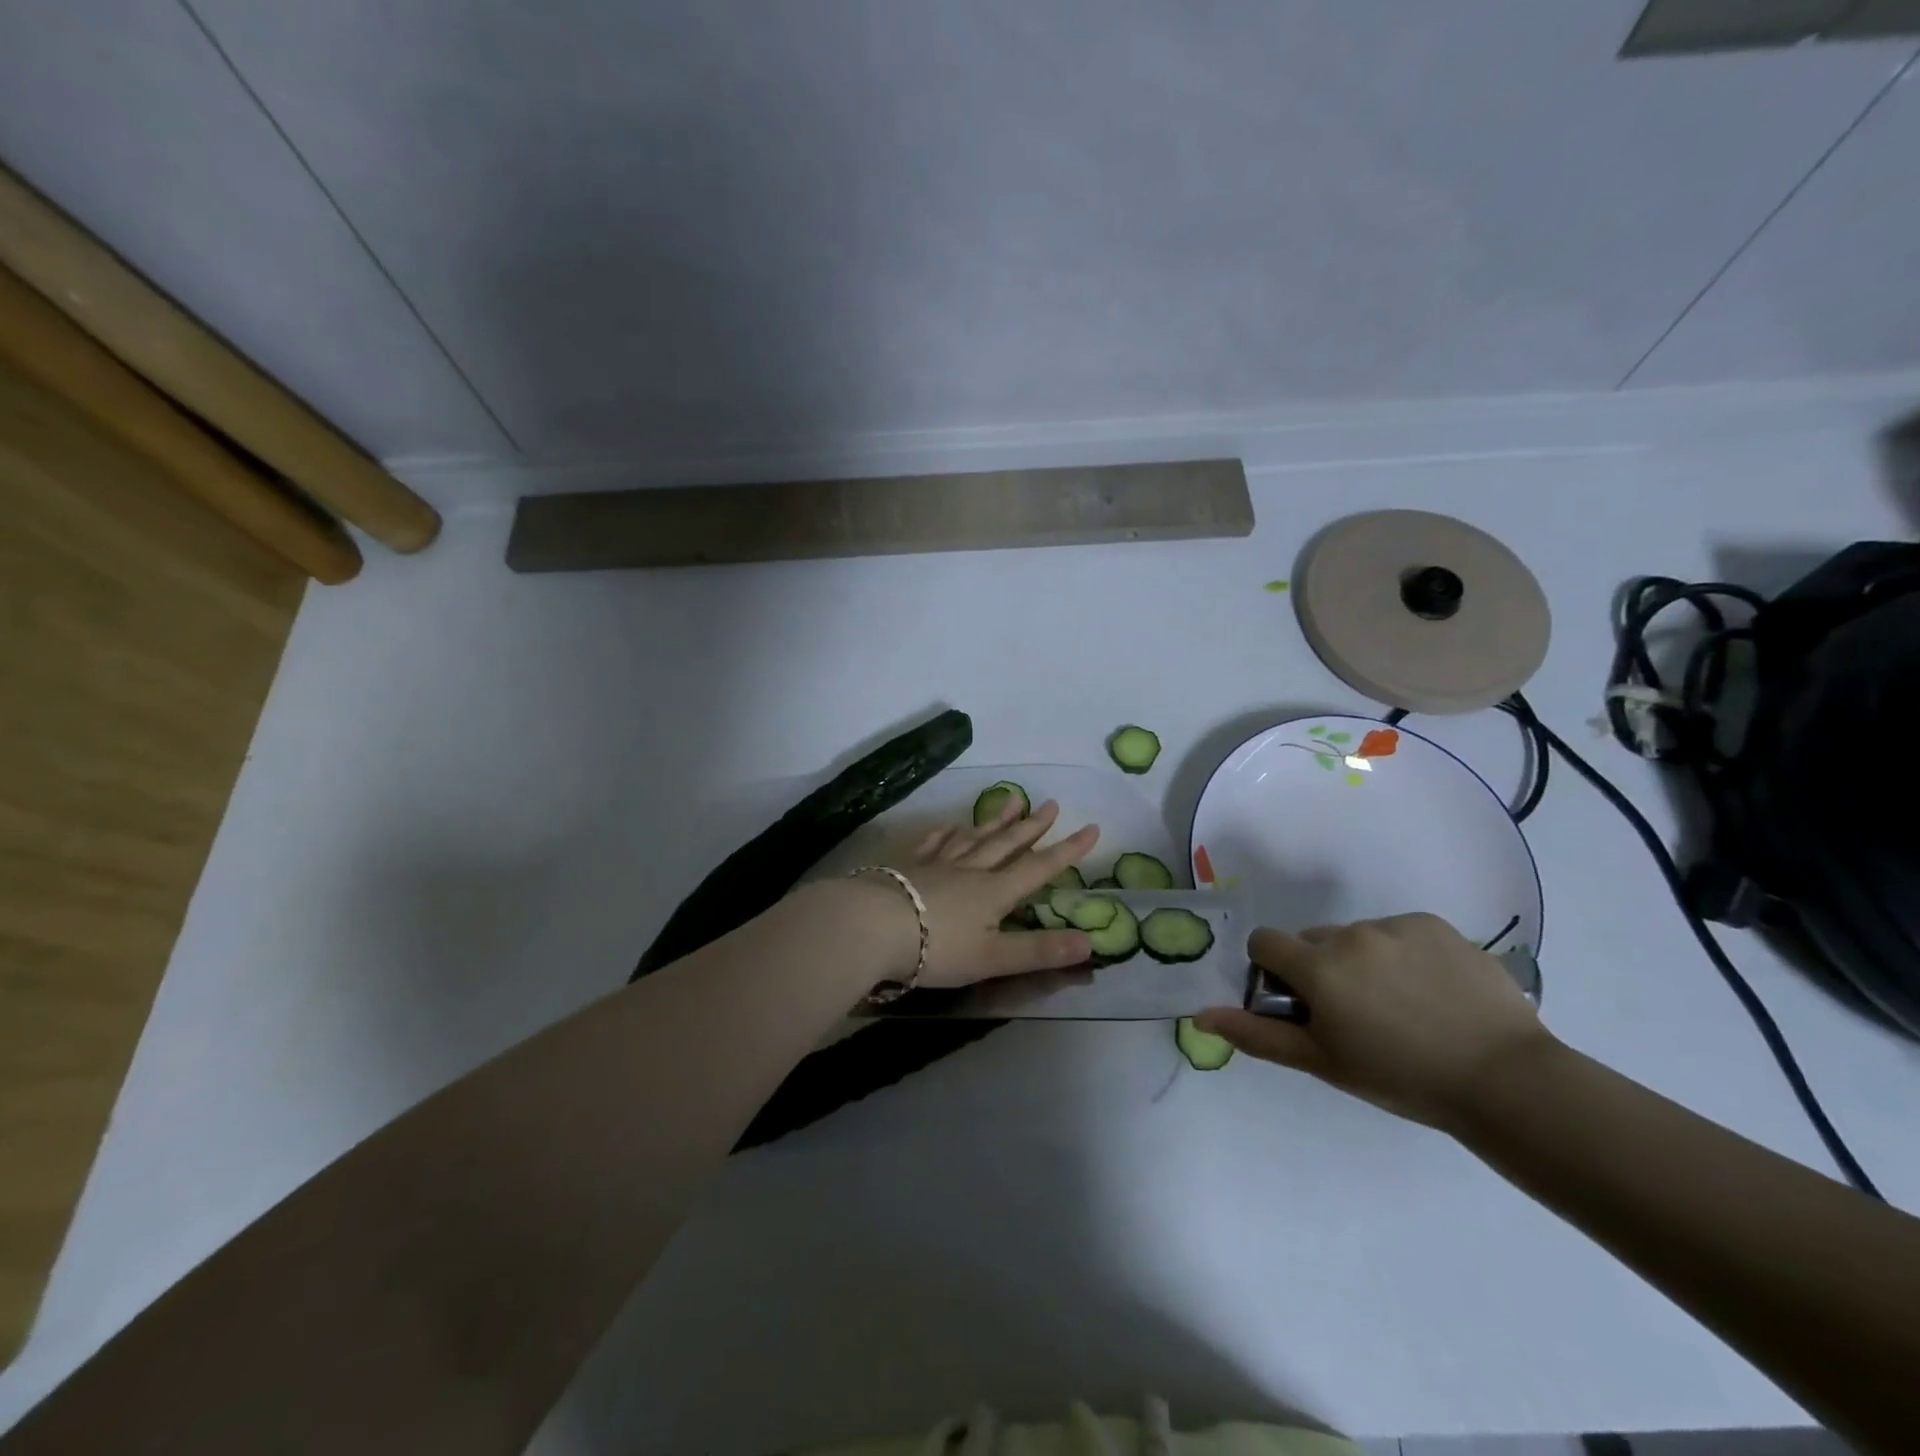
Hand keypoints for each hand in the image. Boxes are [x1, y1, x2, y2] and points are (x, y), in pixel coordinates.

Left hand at [850, 797, 1099, 988]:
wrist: (873, 926)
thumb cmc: (936, 947)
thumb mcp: (993, 959)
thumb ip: (1039, 951)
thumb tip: (1091, 943)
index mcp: (994, 892)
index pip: (1039, 867)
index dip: (1067, 850)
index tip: (1091, 828)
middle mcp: (970, 870)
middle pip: (1006, 844)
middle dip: (1032, 826)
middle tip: (1051, 804)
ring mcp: (937, 864)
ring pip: (973, 837)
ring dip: (995, 821)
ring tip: (1012, 801)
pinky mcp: (907, 866)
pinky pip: (933, 843)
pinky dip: (945, 833)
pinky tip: (950, 825)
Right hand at [1194, 913, 1553, 1128]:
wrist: (1506, 1080)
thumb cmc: (1402, 1078)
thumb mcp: (1323, 1062)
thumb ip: (1258, 1034)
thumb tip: (1202, 1015)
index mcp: (1318, 967)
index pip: (1265, 942)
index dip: (1273, 969)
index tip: (1300, 1002)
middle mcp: (1350, 935)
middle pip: (1313, 940)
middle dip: (1321, 968)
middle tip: (1357, 1014)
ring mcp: (1395, 926)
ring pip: (1357, 937)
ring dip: (1363, 962)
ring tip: (1403, 1007)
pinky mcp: (1434, 924)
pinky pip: (1399, 932)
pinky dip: (1403, 955)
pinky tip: (1433, 991)